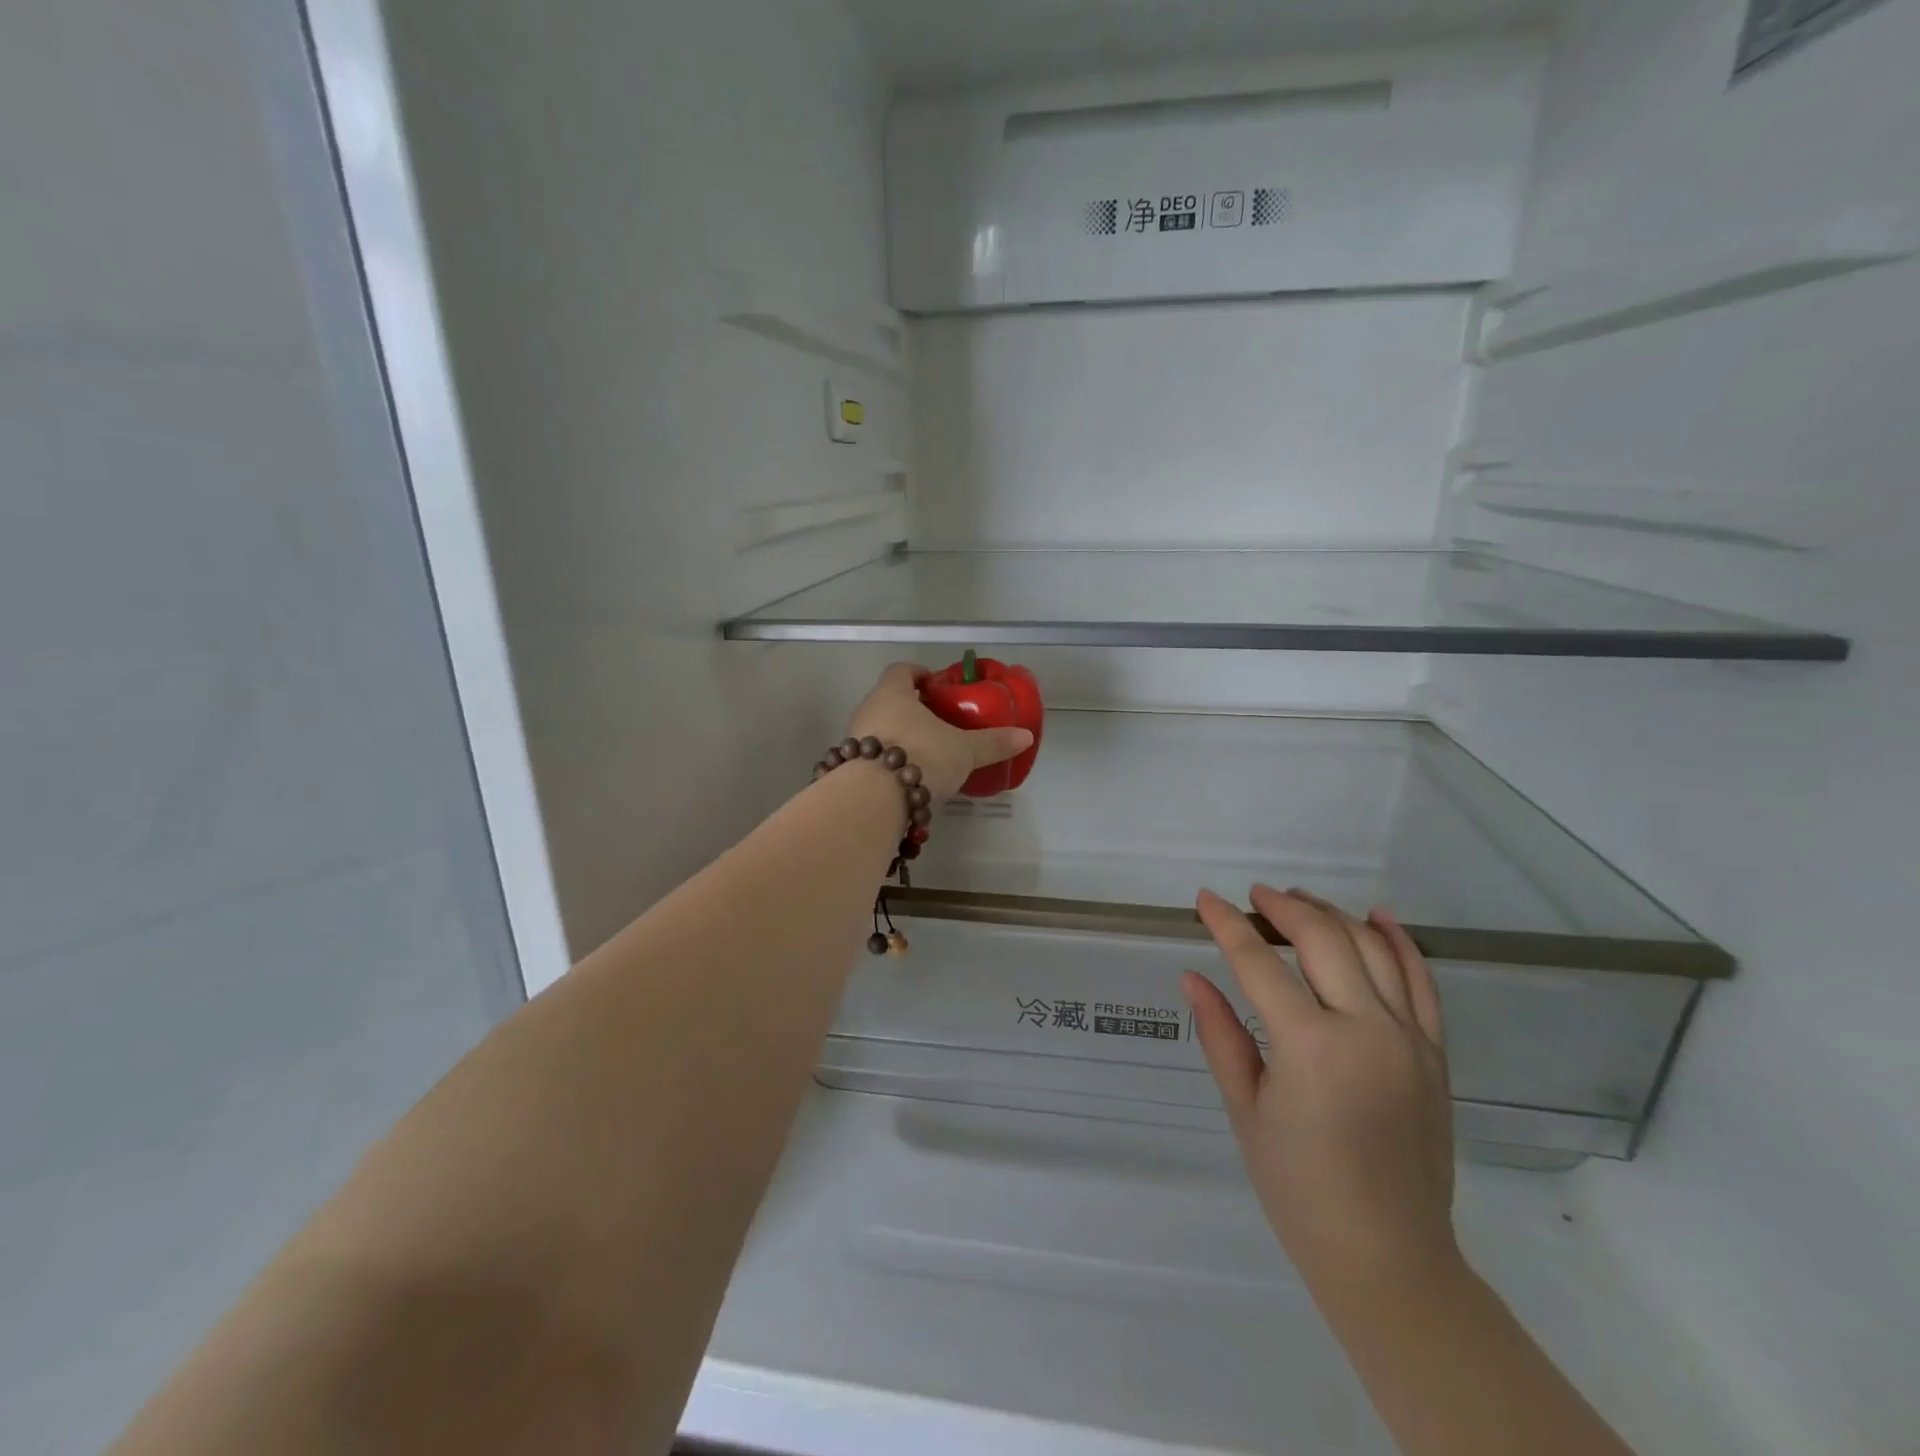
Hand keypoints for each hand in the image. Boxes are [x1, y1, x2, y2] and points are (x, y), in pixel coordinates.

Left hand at [846, 663, 1034, 803]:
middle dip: (911, 708)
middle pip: (888, 700)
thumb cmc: (921, 757)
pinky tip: (908, 779)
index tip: (935, 685)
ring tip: (926, 753)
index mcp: (892, 694)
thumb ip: (992, 743)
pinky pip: (871, 758)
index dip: (918, 674)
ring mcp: (854, 741)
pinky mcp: (849, 769)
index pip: (901, 671)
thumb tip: (1025, 736)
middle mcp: (868, 711)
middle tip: (937, 722)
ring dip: (898, 737)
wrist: (874, 800)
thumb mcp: (964, 751)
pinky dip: (888, 763)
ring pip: (878, 730)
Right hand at [1186, 887, 1457, 1304]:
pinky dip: (1400, 942)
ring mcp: (1408, 1039)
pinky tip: (1377, 917)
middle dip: (1282, 908)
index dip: (1226, 924)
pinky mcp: (1435, 1054)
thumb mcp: (1245, 1109)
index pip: (1259, 963)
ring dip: (1332, 914)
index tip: (1204, 899)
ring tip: (1298, 902)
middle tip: (1253, 897)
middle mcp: (1365, 1029)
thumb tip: (1193, 977)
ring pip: (1372, 948)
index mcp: (1309, 1046)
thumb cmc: (1298, 1189)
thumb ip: (1220, 1034)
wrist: (1387, 1256)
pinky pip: (1422, 982)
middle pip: (1322, 939)